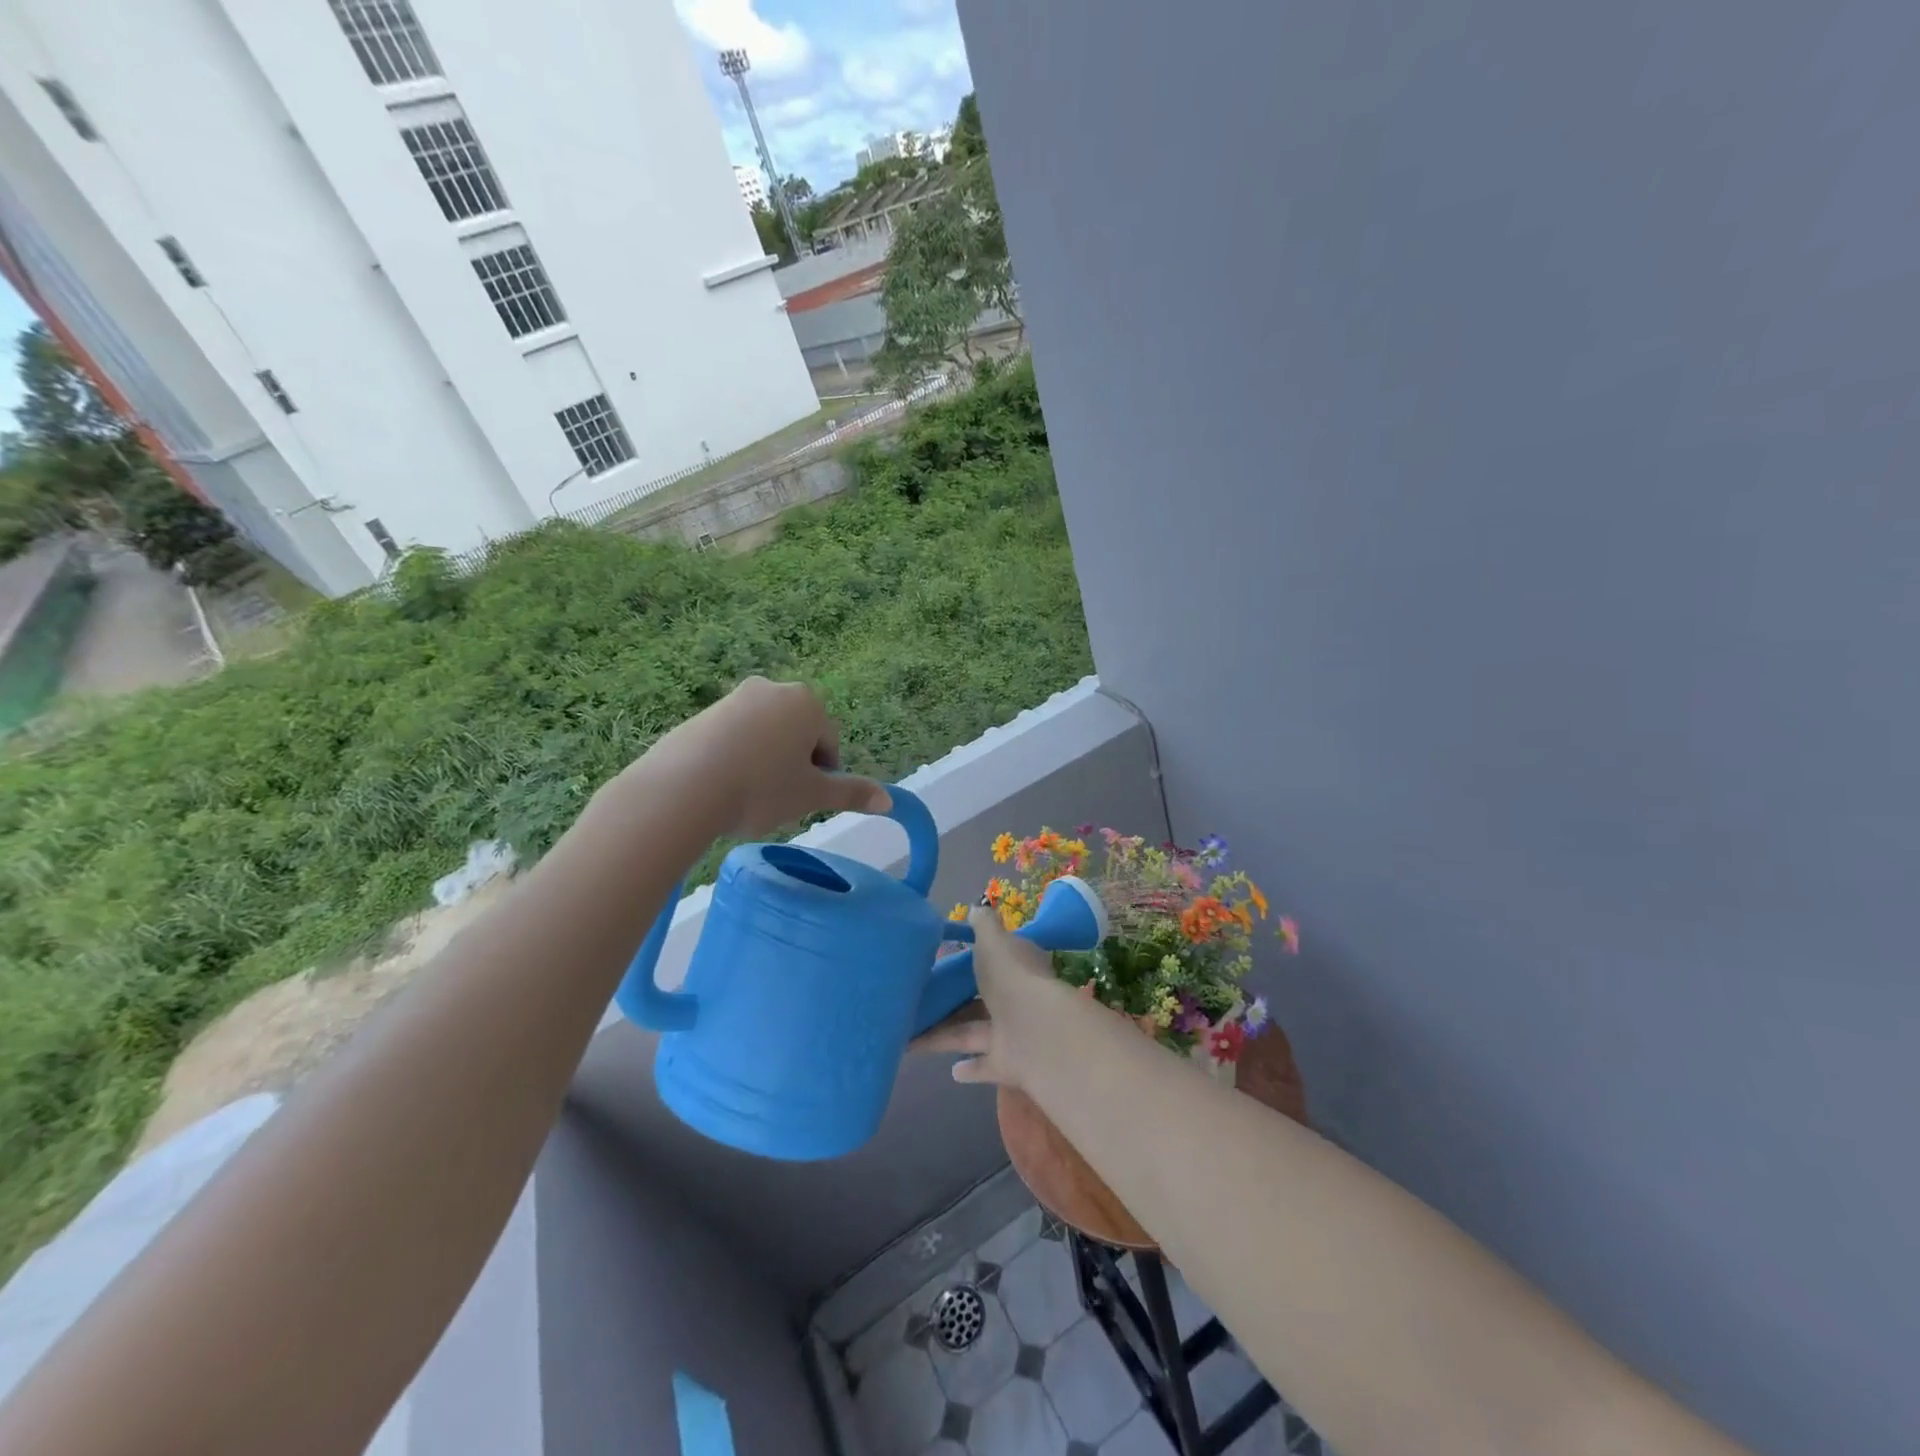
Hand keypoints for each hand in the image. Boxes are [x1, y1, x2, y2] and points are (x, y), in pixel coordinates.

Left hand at [636, 678, 888, 838]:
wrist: (682, 789)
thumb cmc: (761, 789)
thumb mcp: (811, 796)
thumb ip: (851, 793)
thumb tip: (889, 800)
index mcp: (807, 703)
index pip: (829, 745)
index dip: (821, 777)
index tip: (801, 800)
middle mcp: (773, 689)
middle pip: (797, 735)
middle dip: (793, 765)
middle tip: (776, 798)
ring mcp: (734, 698)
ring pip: (765, 736)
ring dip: (765, 762)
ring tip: (747, 795)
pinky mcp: (702, 714)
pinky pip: (733, 738)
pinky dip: (735, 759)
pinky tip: (722, 786)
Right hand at [910, 908, 1062, 1087]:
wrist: (1034, 1030)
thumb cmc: (1010, 976)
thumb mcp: (992, 940)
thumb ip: (983, 925)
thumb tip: (976, 908)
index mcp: (1017, 965)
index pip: (997, 959)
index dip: (976, 959)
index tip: (947, 961)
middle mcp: (1016, 998)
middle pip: (980, 999)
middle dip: (954, 1002)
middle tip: (919, 1002)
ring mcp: (1013, 1032)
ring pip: (973, 1032)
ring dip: (946, 1035)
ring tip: (911, 1036)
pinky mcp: (1008, 1063)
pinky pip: (984, 1064)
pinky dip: (970, 1068)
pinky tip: (951, 1070)